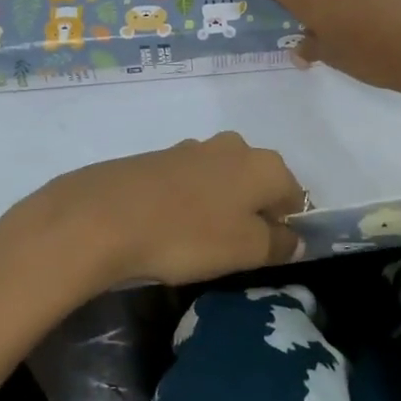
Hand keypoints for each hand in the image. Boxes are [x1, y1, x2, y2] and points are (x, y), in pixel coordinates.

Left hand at [0, 133, 305, 290]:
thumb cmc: (189, 234)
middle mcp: (235, 146)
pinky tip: (172, 226)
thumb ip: (278, 244)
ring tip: (200, 240)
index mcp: (265, 164)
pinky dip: (190, 201)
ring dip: (221, 205)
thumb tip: (294, 239)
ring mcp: (194, 147)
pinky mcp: (160, 157)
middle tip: (235, 249)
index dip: (287, 226)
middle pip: (258, 182)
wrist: (106, 215)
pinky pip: (190, 181)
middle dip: (253, 212)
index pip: (294, 195)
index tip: (268, 254)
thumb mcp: (245, 250)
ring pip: (223, 180)